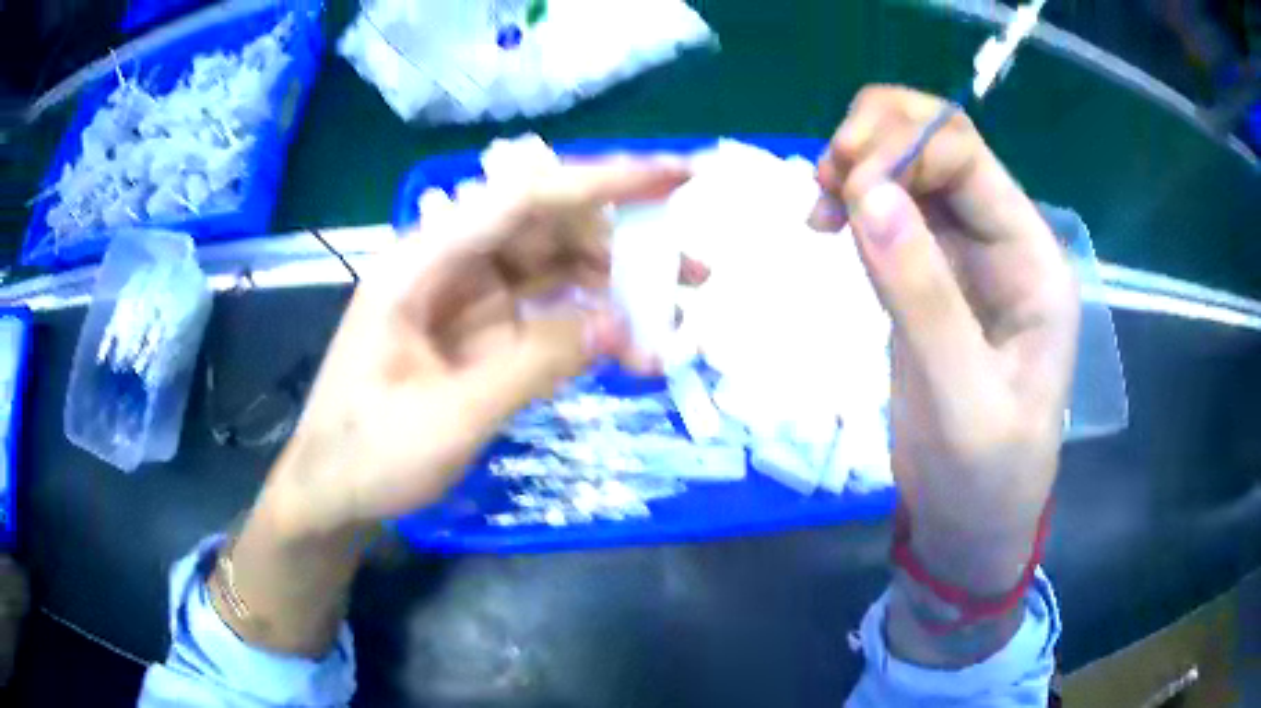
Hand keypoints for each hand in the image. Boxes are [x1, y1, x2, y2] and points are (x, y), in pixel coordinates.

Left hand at [267, 158, 699, 538]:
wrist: (332, 492)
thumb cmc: (368, 454)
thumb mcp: (449, 417)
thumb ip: (534, 365)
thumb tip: (623, 328)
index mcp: (422, 263)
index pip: (523, 199)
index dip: (605, 181)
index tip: (678, 176)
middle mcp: (447, 264)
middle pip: (546, 227)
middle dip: (624, 242)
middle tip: (694, 271)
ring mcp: (465, 298)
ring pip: (553, 267)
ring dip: (614, 285)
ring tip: (672, 316)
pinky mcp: (479, 332)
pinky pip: (545, 310)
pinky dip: (589, 322)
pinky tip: (626, 342)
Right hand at [811, 87, 1078, 663]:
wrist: (972, 521)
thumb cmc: (986, 476)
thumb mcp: (963, 401)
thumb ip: (923, 297)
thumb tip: (865, 194)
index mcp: (1033, 259)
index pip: (968, 156)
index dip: (902, 147)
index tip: (842, 187)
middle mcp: (1003, 240)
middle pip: (940, 140)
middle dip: (875, 138)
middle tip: (824, 181)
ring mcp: (966, 254)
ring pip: (911, 164)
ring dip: (858, 163)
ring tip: (818, 206)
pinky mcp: (931, 274)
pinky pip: (892, 207)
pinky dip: (854, 197)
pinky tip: (828, 222)